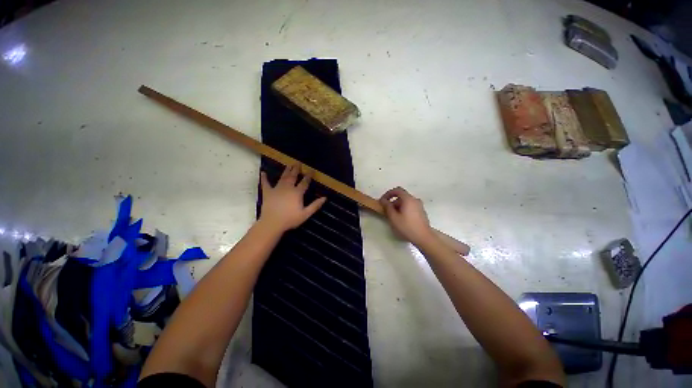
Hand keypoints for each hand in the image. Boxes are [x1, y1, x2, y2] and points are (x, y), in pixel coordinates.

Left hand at [258, 165, 326, 233]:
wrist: (272, 223)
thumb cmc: (290, 219)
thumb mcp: (305, 214)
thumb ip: (315, 205)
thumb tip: (325, 198)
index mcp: (297, 193)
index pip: (304, 182)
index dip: (308, 176)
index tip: (311, 170)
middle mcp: (288, 188)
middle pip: (293, 176)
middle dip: (296, 169)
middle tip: (298, 162)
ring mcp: (277, 189)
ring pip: (283, 177)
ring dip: (286, 170)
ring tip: (289, 164)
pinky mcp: (268, 192)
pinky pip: (265, 183)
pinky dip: (264, 177)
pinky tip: (263, 172)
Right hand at [379, 187, 434, 245]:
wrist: (424, 238)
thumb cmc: (407, 227)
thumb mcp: (393, 217)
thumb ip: (387, 207)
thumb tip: (383, 200)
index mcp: (408, 199)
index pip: (397, 190)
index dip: (388, 194)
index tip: (383, 200)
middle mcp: (415, 200)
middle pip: (402, 197)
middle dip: (393, 202)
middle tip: (387, 211)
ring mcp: (420, 206)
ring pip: (406, 202)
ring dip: (398, 207)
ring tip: (393, 217)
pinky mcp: (422, 213)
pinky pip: (411, 207)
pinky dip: (404, 210)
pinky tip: (402, 220)